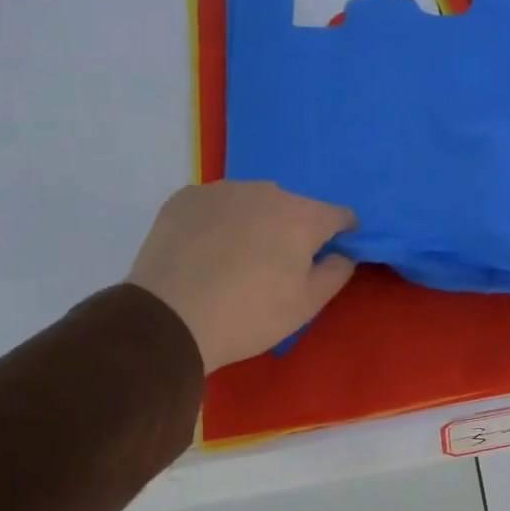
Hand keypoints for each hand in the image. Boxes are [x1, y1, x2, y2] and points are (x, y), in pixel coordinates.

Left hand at [127, 181, 356, 371]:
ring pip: (253, 202)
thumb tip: (343, 252)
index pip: (339, 215)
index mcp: (302, 216)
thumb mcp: (306, 305)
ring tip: (236, 257)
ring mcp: (222, 190)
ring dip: (255, 221)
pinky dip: (218, 221)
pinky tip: (205, 250)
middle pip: (293, 206)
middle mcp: (266, 191)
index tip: (331, 253)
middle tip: (276, 265)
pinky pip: (216, 205)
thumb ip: (337, 272)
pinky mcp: (185, 197)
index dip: (342, 233)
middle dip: (293, 229)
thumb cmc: (248, 315)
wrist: (167, 320)